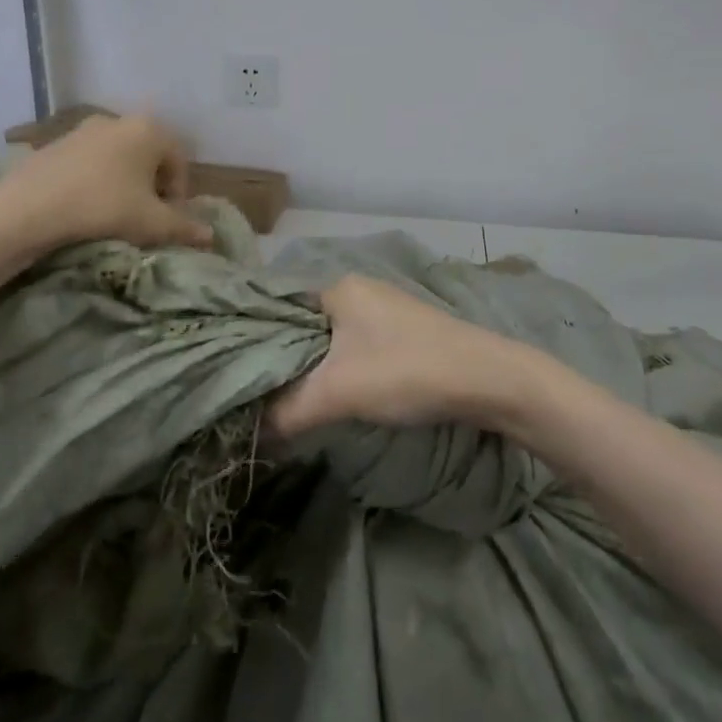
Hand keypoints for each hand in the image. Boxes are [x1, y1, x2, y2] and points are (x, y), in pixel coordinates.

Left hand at [0, 114, 213, 252]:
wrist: (28, 208)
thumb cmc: (103, 207)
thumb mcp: (151, 223)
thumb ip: (184, 228)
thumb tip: (210, 238)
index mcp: (149, 130)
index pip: (179, 161)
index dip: (179, 194)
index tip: (167, 220)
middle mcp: (120, 120)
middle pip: (149, 155)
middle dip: (152, 186)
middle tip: (145, 217)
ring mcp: (85, 129)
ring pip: (119, 157)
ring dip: (124, 182)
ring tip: (114, 213)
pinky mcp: (57, 142)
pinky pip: (90, 161)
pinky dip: (96, 180)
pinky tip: (85, 206)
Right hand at [267, 274, 530, 437]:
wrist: (488, 379)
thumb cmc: (407, 370)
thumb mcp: (339, 392)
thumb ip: (287, 411)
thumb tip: (246, 434)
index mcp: (339, 287)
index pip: (279, 307)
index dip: (256, 340)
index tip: (234, 373)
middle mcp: (359, 290)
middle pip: (305, 325)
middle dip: (285, 360)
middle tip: (257, 395)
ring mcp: (384, 311)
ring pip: (331, 340)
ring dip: (313, 369)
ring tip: (288, 402)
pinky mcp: (403, 333)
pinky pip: (355, 348)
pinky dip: (340, 370)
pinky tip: (333, 396)